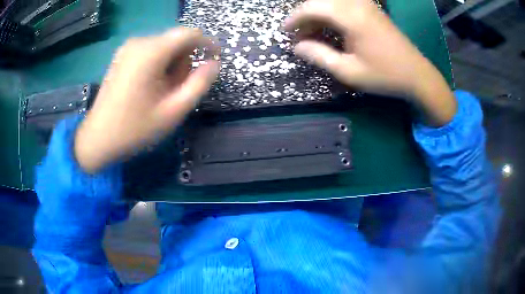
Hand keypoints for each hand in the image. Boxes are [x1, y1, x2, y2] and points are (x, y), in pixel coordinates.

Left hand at [74, 28, 219, 172]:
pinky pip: (151, 51)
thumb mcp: (173, 111)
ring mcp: (128, 48)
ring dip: (172, 65)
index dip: (207, 44)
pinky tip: (150, 86)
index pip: (190, 33)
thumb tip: (214, 64)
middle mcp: (139, 42)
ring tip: (162, 92)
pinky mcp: (122, 55)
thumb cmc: (135, 128)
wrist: (98, 138)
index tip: (214, 61)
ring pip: (164, 46)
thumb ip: (199, 84)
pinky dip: (158, 65)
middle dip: (185, 61)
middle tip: (178, 90)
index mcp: (151, 52)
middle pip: (176, 40)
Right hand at [284, 0, 455, 125]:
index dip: (295, 18)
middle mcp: (357, 5)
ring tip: (314, 32)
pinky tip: (332, 27)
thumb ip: (320, 56)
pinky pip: (345, 4)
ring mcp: (367, 5)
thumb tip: (297, 47)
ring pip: (333, 1)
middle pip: (321, 1)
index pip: (313, 7)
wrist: (417, 74)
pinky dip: (332, 13)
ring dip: (319, 13)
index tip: (286, 32)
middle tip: (301, 35)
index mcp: (351, 17)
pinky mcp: (372, 10)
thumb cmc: (385, 75)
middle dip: (305, 15)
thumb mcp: (349, 71)